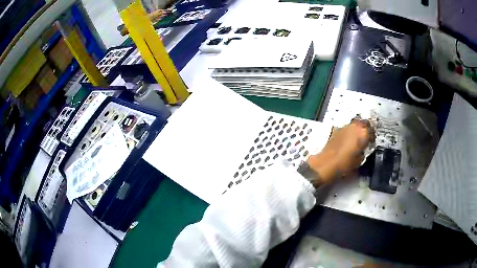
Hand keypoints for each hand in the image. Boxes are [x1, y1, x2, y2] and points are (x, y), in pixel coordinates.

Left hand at [307, 120, 374, 184]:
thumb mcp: (360, 159)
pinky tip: (346, 141)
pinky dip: (348, 133)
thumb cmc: (346, 163)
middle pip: (363, 124)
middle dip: (365, 130)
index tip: (371, 142)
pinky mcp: (336, 130)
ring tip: (356, 140)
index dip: (372, 137)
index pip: (372, 130)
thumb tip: (363, 149)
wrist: (327, 163)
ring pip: (354, 125)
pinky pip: (346, 129)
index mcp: (363, 132)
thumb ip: (364, 151)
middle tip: (365, 139)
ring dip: (356, 130)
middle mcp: (355, 125)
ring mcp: (345, 126)